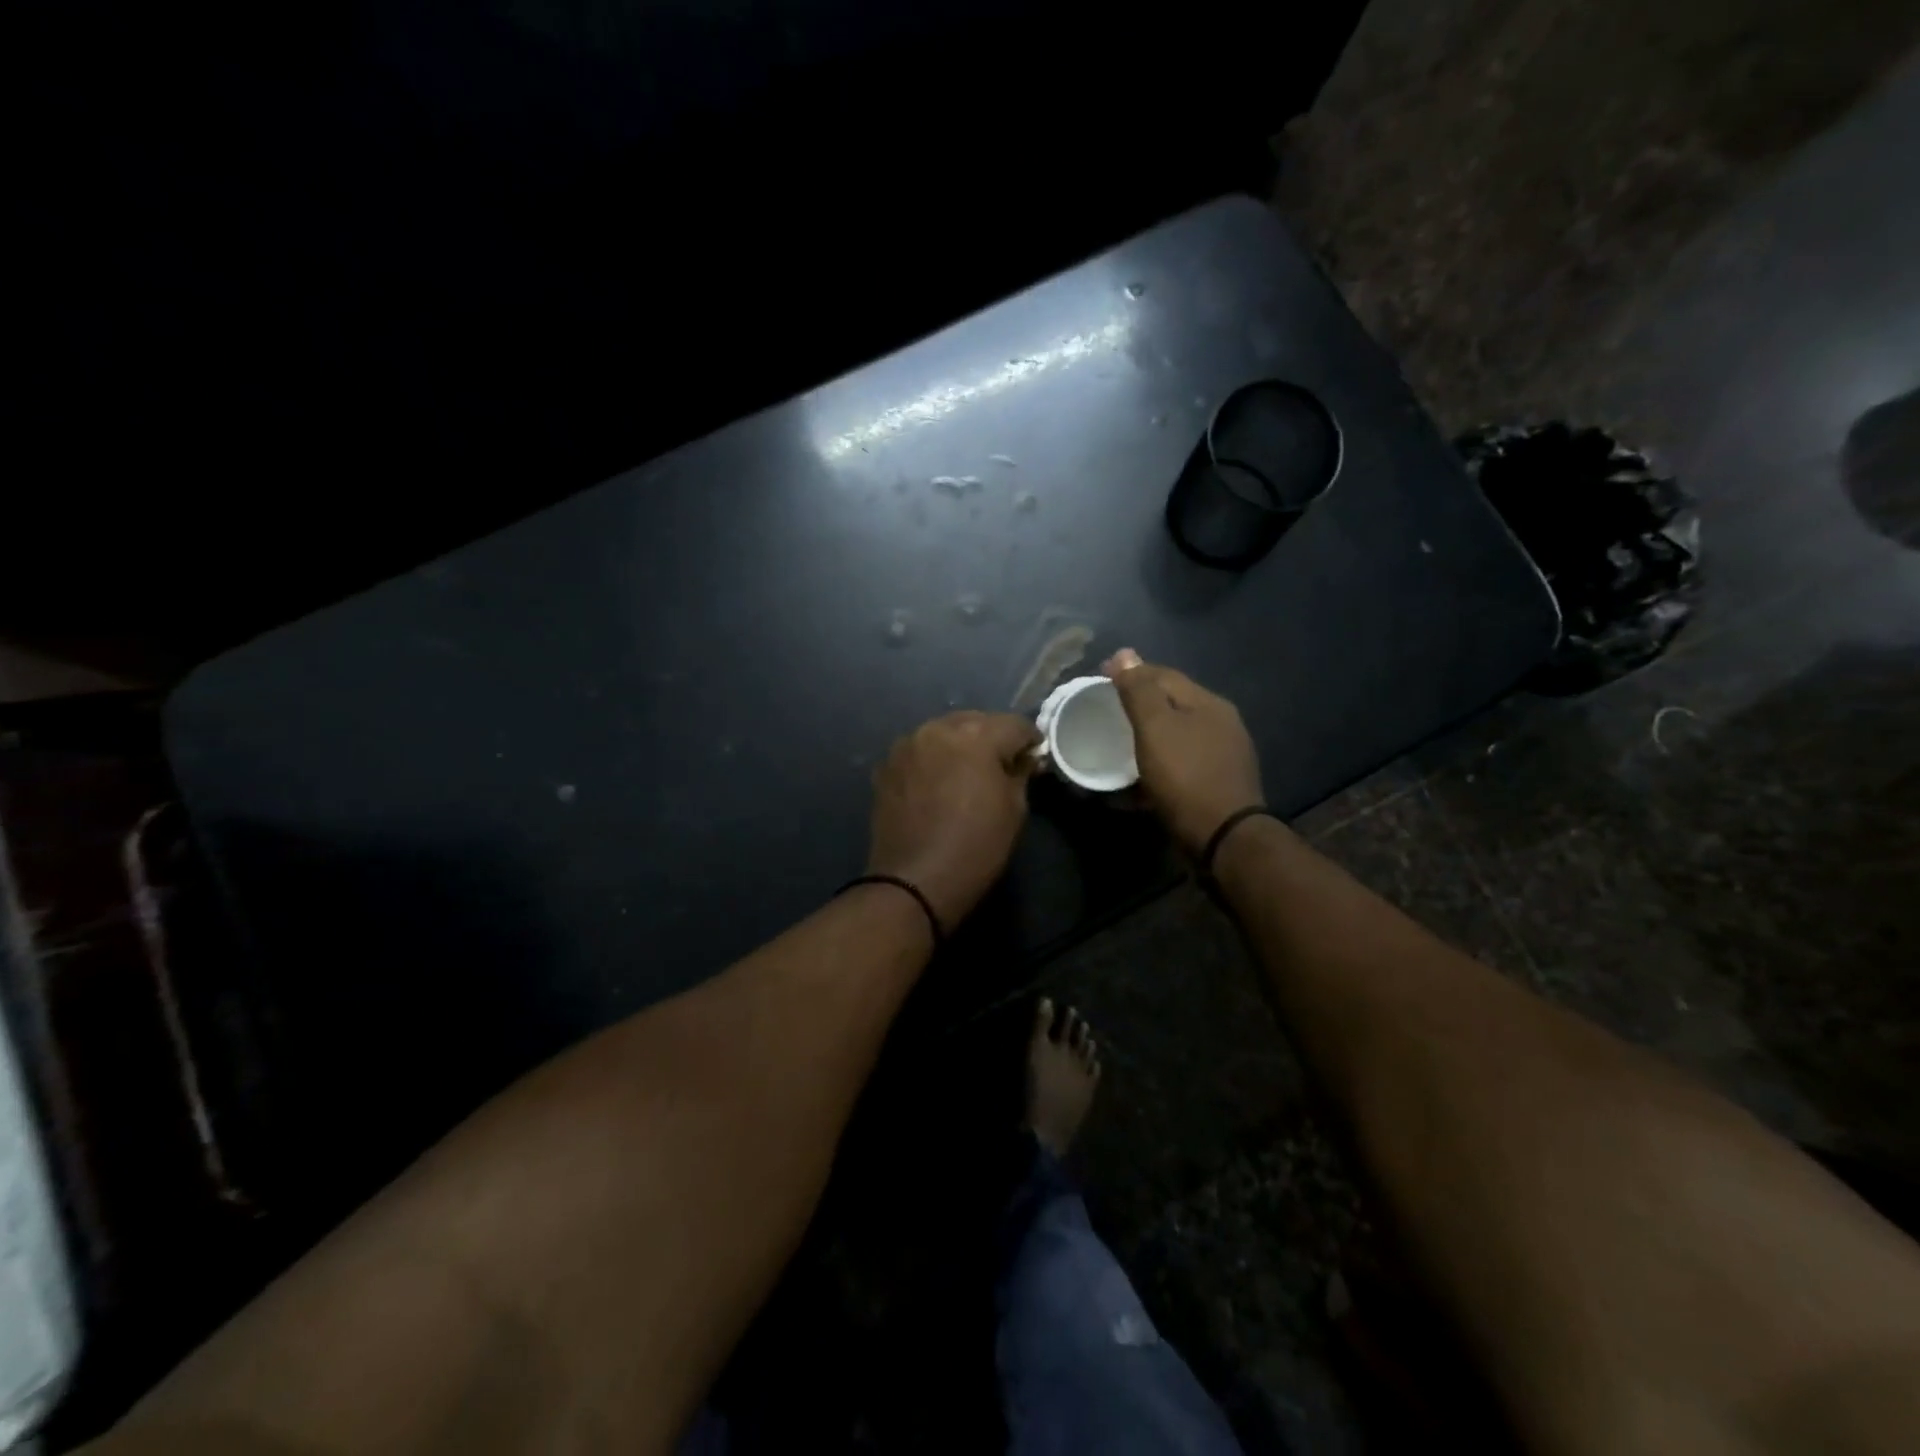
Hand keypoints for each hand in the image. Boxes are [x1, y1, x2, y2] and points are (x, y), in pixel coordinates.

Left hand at [867, 711, 1040, 930]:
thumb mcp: (1014, 810)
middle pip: (974, 722)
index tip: (1034, 758)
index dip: (1030, 740)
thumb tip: (1023, 758)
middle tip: (1002, 765)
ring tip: (967, 774)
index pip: (1014, 724)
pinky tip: (937, 785)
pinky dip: (932, 761)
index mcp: (975, 735)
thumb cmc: (975, 846)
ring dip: (959, 747)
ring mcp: (907, 746)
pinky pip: (919, 753)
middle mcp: (937, 728)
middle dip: (991, 738)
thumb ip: (1020, 772)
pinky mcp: (886, 766)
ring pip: (943, 734)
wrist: (914, 882)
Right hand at [1103, 648, 1262, 855]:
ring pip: (1175, 736)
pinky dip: (1157, 764)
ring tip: (1118, 743)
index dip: (1131, 672)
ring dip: (1147, 736)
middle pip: (1172, 704)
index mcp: (1208, 704)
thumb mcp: (1156, 728)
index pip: (1164, 675)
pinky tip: (1139, 777)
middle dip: (1139, 703)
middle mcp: (1221, 724)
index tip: (1099, 676)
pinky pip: (1179, 765)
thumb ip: (1139, 690)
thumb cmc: (1185, 776)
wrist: (1223, 837)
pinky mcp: (1216, 785)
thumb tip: (1125, 653)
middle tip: (1106, 709)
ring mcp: (1222, 757)